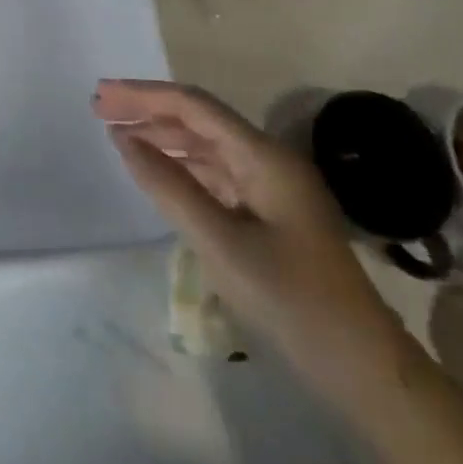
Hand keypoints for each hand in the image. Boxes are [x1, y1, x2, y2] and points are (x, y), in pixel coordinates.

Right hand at [95, 79, 410, 394]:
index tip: (102, 95)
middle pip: (199, 120)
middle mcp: (267, 160)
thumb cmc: (291, 302)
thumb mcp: (220, 243)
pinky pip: (216, 175)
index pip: (194, 106)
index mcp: (263, 156)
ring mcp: (270, 187)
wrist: (363, 368)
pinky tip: (157, 171)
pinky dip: (182, 167)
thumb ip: (169, 186)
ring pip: (207, 147)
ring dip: (163, 136)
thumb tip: (124, 140)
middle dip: (149, 110)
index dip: (144, 95)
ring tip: (118, 134)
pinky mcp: (268, 214)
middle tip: (100, 109)